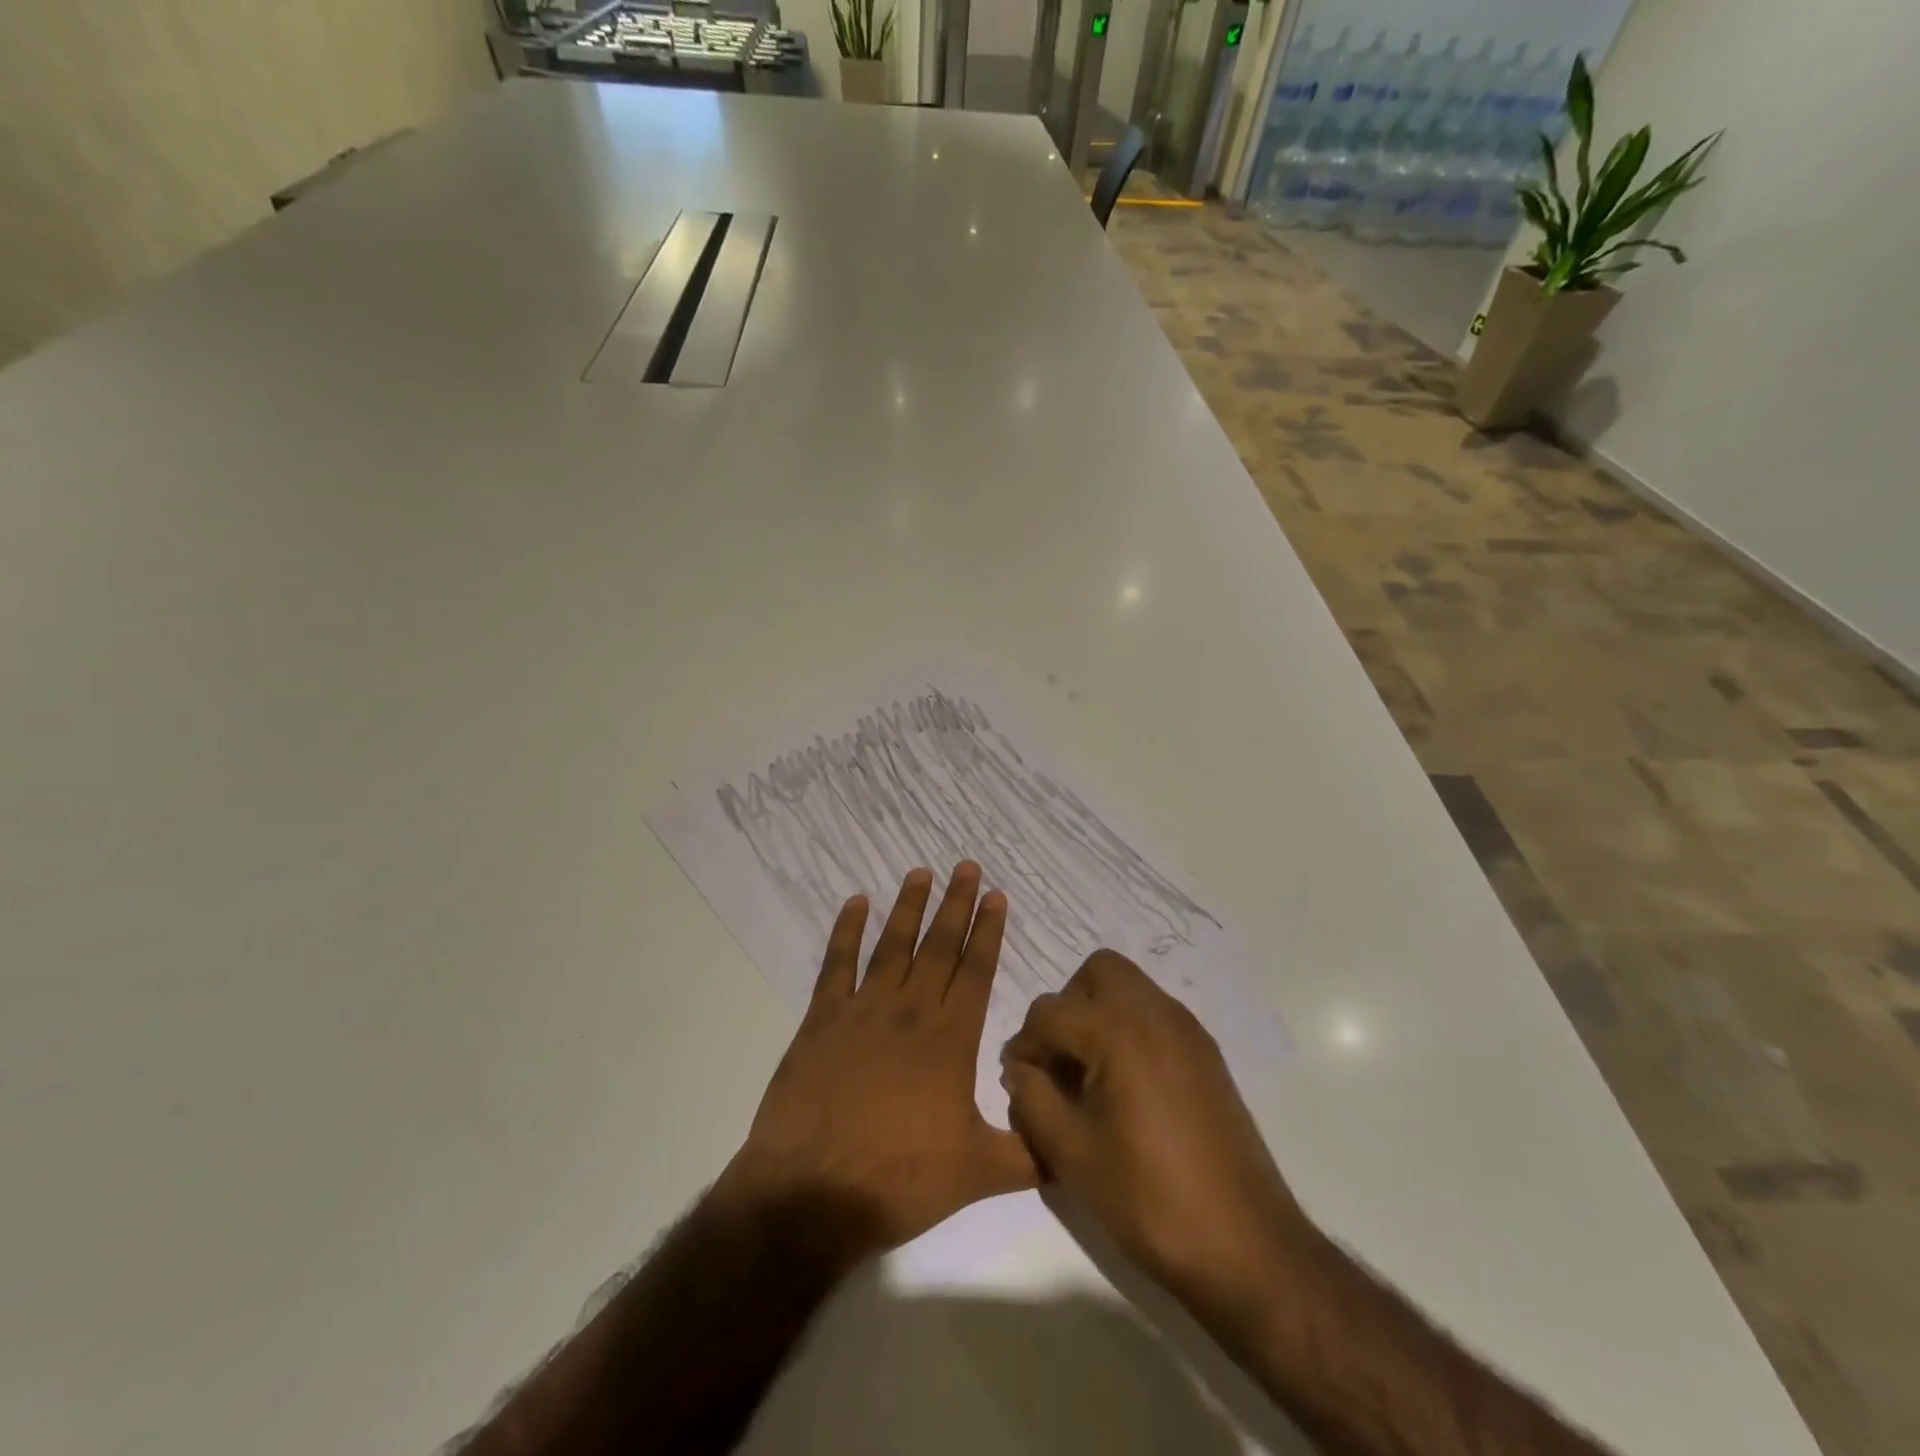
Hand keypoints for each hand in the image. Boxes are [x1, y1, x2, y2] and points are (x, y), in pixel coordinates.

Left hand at [717, 863, 1036, 1262]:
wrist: (813, 1192)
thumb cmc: (900, 1180)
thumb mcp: (978, 1174)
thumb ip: (1026, 1154)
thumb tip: (1066, 1144)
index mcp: (951, 1040)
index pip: (976, 972)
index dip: (988, 932)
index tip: (996, 897)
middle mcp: (910, 1012)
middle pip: (939, 947)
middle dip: (956, 904)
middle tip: (967, 867)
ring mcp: (863, 1011)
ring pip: (893, 946)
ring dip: (909, 907)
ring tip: (921, 872)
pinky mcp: (822, 1020)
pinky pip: (837, 965)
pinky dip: (846, 931)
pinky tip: (855, 903)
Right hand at [1001, 950, 1305, 1319]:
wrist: (1246, 1245)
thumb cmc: (1149, 1198)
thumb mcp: (1072, 1154)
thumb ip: (1032, 1099)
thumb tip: (1021, 1070)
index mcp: (1118, 1031)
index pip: (1049, 1012)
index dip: (1024, 1045)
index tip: (1019, 1083)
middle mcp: (1155, 1012)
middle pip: (1096, 972)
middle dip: (1067, 1006)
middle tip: (1059, 1060)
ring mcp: (1187, 1029)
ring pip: (1129, 987)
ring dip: (1098, 1014)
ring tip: (1089, 1075)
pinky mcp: (1206, 1052)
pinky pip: (1154, 1013)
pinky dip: (1129, 1030)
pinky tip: (1126, 1088)